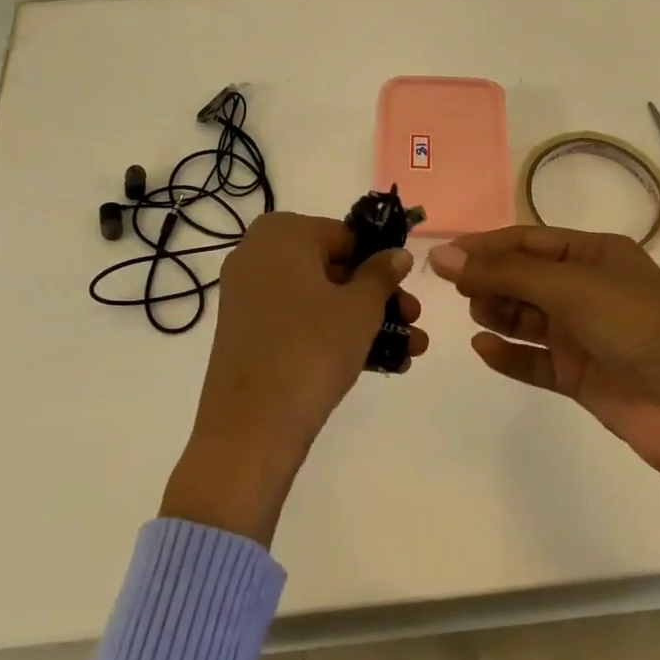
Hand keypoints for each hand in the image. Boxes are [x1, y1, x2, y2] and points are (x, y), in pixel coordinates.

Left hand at [162, 212, 423, 545]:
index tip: (407, 290)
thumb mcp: (360, 308)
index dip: (380, 263)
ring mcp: (248, 294)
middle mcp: (258, 253)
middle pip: (332, 267)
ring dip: (364, 320)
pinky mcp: (247, 331)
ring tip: (408, 350)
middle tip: (412, 321)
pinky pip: (298, 321)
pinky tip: (377, 363)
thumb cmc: (312, 348)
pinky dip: (332, 334)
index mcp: (281, 232)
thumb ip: (382, 274)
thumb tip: (397, 254)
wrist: (251, 427)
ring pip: (318, 298)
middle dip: (378, 296)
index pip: (345, 236)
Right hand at [427, 226, 659, 484]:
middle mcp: (588, 290)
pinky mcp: (582, 378)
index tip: (443, 256)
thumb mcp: (570, 287)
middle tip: (454, 290)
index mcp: (594, 255)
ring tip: (476, 314)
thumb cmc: (639, 326)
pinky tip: (483, 349)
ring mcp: (585, 336)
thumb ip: (504, 273)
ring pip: (527, 318)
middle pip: (524, 278)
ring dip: (498, 313)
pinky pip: (535, 361)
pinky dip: (509, 354)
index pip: (527, 242)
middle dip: (489, 280)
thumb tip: (441, 256)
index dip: (485, 246)